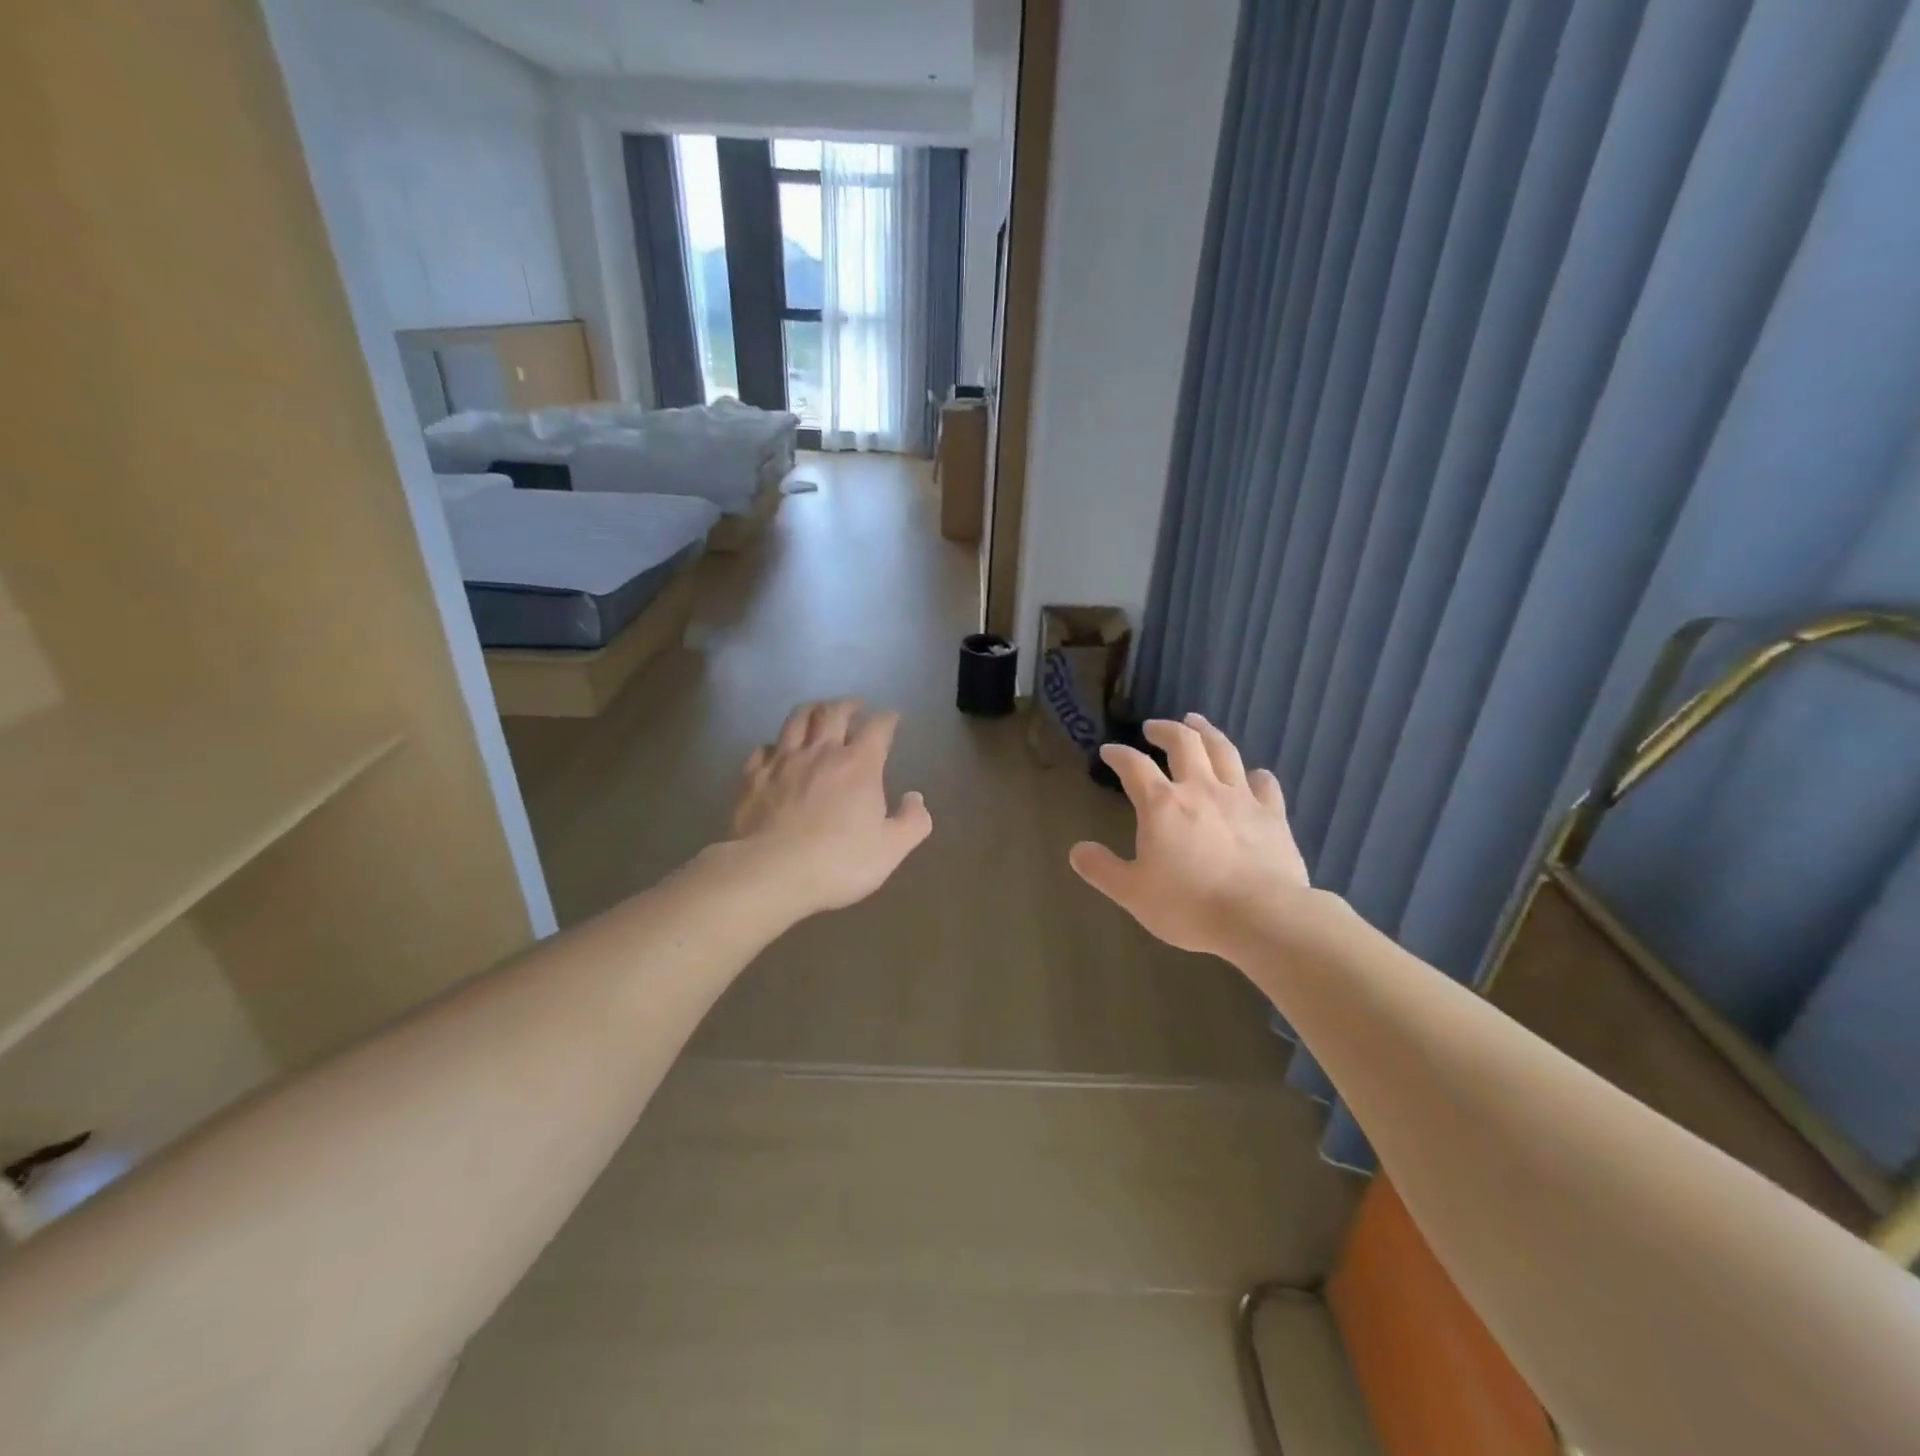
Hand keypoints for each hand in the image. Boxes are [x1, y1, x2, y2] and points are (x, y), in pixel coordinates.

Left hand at [729, 699, 931, 915]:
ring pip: (797, 720)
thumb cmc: (838, 862)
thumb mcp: (891, 849)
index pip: (878, 727)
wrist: (771, 872)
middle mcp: (821, 752)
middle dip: (848, 705)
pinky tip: (777, 751)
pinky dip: (775, 744)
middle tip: (855, 707)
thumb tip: (915, 798)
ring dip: (812, 710)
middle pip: (834, 712)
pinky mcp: (753, 777)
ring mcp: (783, 761)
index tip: (892, 719)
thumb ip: (912, 822)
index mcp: (859, 765)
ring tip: (818, 712)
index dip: (887, 719)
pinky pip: (764, 748)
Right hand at [1069, 714, 1309, 956]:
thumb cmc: (1189, 905)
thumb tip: (1077, 850)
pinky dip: (1254, 775)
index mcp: (1162, 804)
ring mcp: (1240, 798)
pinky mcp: (1272, 814)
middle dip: (1164, 729)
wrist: (1261, 917)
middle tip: (1153, 727)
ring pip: (1223, 751)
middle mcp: (1200, 789)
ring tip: (1197, 722)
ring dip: (1207, 732)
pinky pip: (1264, 783)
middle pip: (1183, 742)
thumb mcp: (1133, 893)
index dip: (1119, 754)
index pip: (1134, 765)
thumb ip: (1102, 869)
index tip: (1109, 751)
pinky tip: (1252, 775)